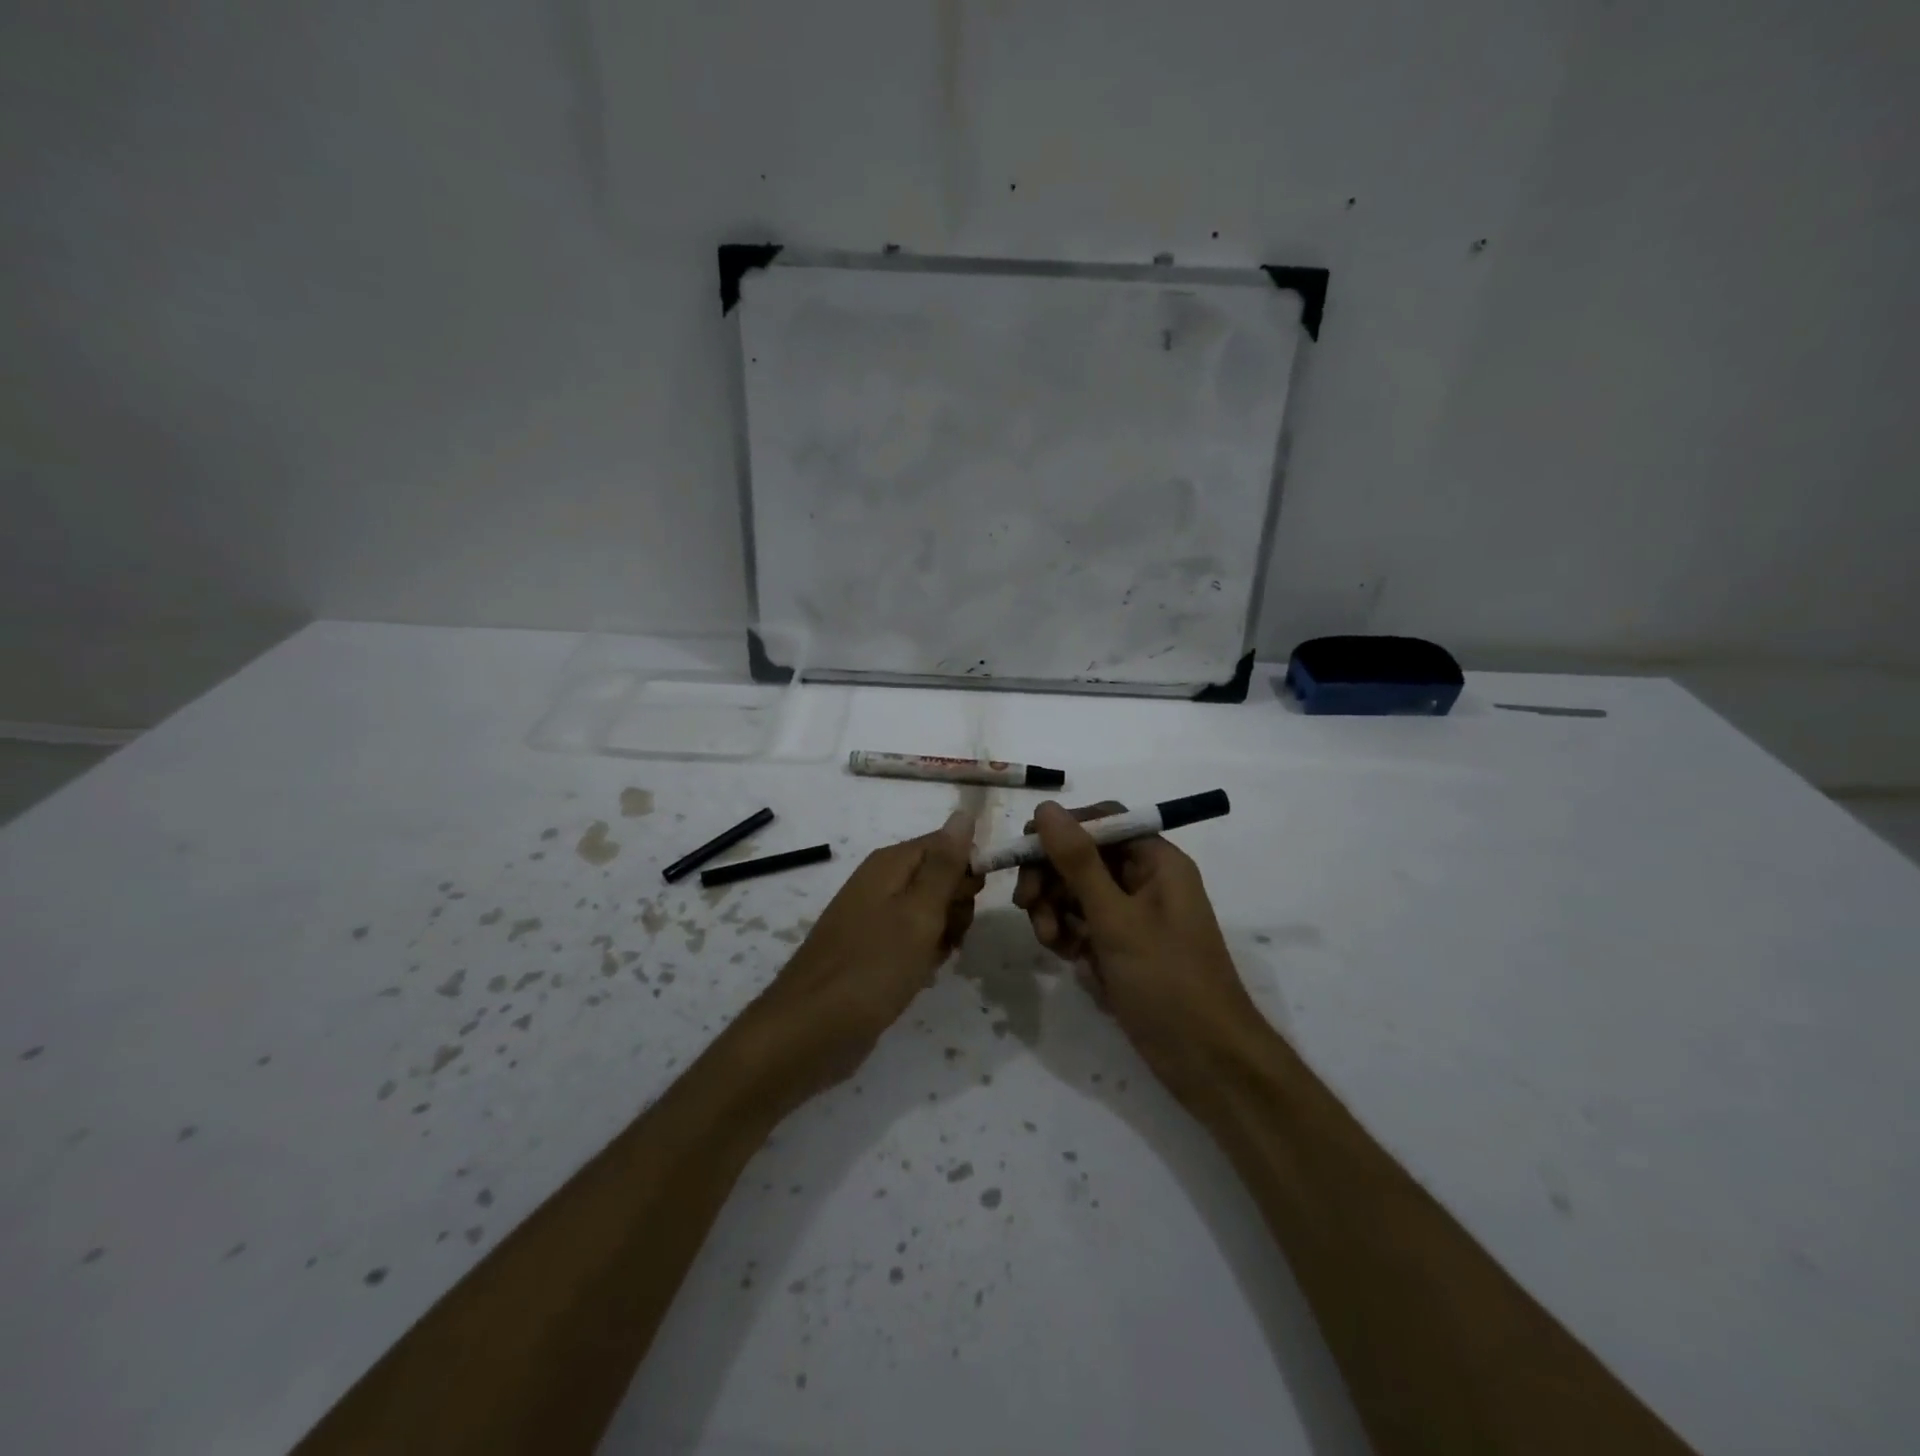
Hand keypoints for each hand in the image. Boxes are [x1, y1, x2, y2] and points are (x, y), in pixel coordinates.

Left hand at [753, 812, 982, 1093]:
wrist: (809, 1031)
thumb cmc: (871, 968)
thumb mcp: (918, 913)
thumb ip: (944, 865)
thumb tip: (963, 813)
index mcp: (890, 864)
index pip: (946, 844)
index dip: (968, 870)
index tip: (972, 901)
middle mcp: (881, 882)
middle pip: (941, 876)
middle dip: (957, 905)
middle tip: (949, 934)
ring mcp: (875, 917)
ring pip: (931, 911)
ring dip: (945, 933)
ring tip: (935, 959)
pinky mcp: (872, 950)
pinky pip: (913, 939)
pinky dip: (925, 954)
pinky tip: (923, 974)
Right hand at [1013, 800, 1264, 1107]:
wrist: (1207, 1063)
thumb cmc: (1168, 982)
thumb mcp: (1116, 919)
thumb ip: (1078, 862)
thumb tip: (1046, 808)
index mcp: (1156, 861)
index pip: (1102, 821)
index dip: (1062, 829)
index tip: (1025, 850)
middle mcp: (1144, 881)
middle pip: (1082, 858)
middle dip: (1051, 878)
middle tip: (1027, 903)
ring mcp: (1132, 917)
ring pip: (1076, 894)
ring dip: (1055, 912)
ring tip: (1052, 943)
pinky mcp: (1121, 949)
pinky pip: (1083, 927)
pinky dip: (1069, 937)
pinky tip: (1069, 960)